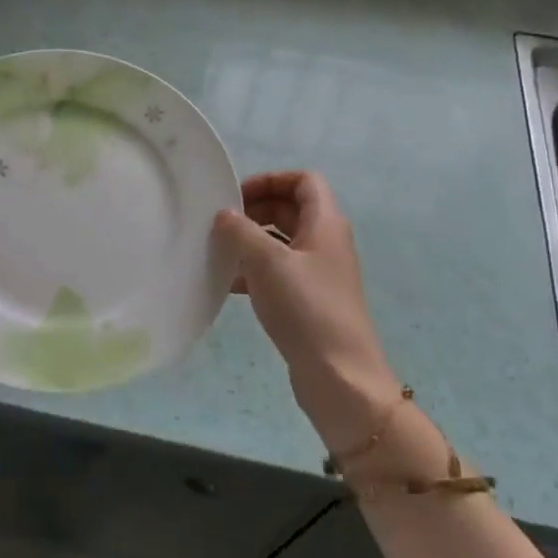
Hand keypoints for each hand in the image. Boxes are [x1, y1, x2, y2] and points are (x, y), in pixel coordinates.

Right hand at [214, 171, 404, 453]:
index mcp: (325, 224)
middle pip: (290, 209)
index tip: (236, 197)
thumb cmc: (305, 308)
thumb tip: (224, 215)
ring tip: (219, 253)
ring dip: (251, 242)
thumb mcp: (266, 262)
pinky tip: (229, 285)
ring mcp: (319, 274)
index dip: (270, 180)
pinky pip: (279, 272)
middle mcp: (326, 243)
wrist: (339, 376)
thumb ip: (241, 231)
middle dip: (255, 211)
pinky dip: (255, 271)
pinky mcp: (309, 301)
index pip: (303, 181)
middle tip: (221, 224)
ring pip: (281, 242)